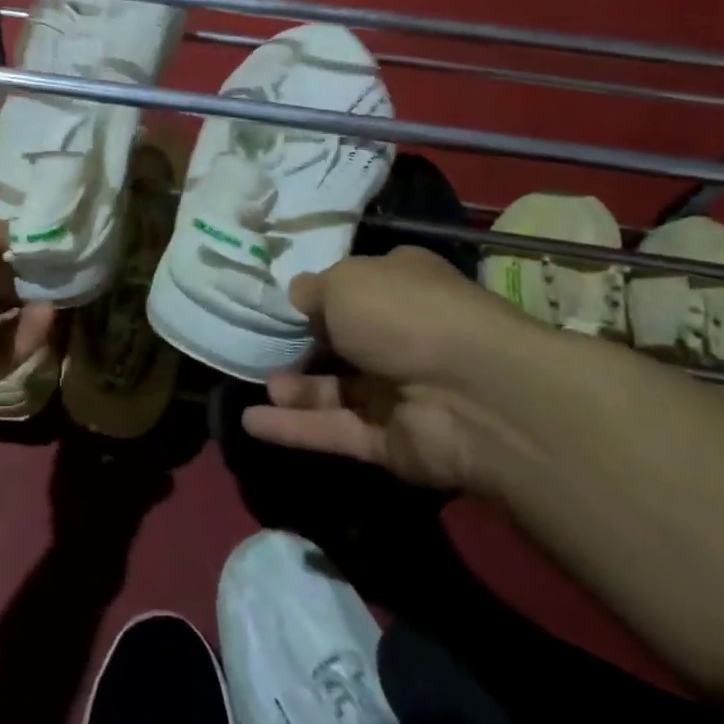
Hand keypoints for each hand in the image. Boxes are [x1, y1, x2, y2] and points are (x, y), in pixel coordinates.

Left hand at [0, 219, 54, 447]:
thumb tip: (23, 233)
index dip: (4, 246)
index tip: (40, 239)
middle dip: (22, 279)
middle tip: (60, 267)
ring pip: (1, 323)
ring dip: (30, 307)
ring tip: (63, 290)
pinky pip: (6, 352)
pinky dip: (29, 335)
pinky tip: (49, 315)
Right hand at [242, 247, 547, 492]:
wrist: (472, 394)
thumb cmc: (403, 314)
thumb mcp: (343, 282)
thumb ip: (311, 291)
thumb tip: (298, 296)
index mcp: (400, 286)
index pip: (354, 286)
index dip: (318, 293)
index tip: (278, 301)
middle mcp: (402, 335)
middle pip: (342, 341)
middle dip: (302, 344)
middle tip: (260, 345)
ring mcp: (397, 391)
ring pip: (335, 390)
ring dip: (295, 389)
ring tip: (257, 383)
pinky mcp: (390, 441)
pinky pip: (334, 430)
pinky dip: (293, 428)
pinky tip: (250, 423)